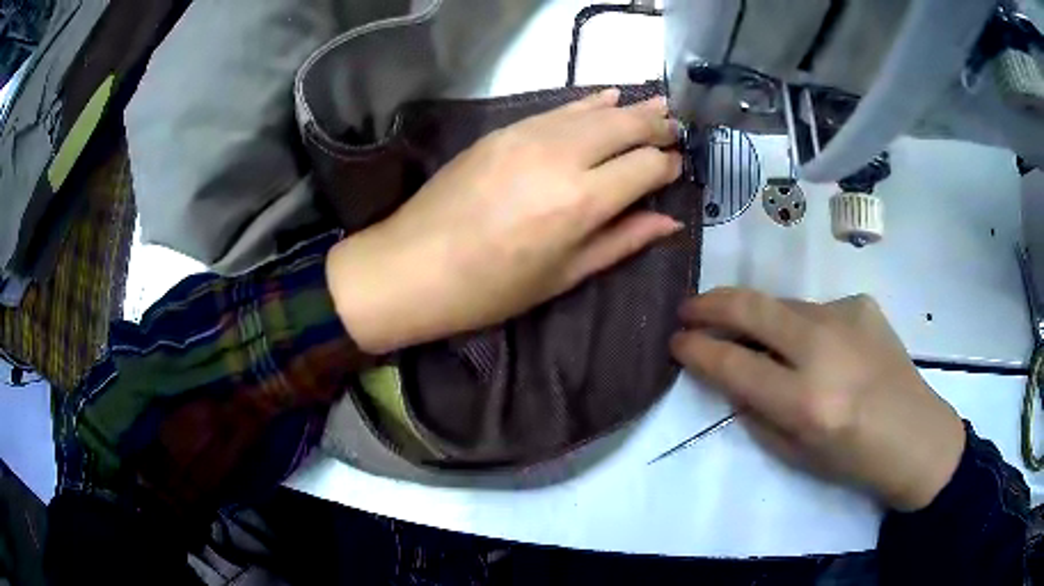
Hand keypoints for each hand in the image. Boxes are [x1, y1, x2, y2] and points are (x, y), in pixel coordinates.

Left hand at [327, 89, 682, 353]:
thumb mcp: (564, 275)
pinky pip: (558, 109)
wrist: (412, 266)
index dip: (668, 165)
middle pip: (625, 127)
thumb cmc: (491, 289)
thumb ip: (622, 241)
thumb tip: (669, 221)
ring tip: (656, 106)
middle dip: (656, 126)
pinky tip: (607, 98)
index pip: (645, 167)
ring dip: (629, 108)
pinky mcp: (503, 130)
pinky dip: (588, 103)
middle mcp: (561, 157)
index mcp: (581, 202)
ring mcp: (527, 136)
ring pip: (593, 110)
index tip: (677, 167)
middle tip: (675, 129)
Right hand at [670, 288, 965, 510]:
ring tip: (755, 335)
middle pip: (752, 308)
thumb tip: (728, 377)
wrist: (915, 435)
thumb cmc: (852, 460)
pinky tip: (822, 348)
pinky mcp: (862, 303)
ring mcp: (846, 317)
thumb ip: (755, 412)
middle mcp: (823, 348)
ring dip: (760, 318)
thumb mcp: (795, 453)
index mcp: (805, 400)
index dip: (697, 349)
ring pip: (783, 305)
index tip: (676, 341)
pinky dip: (805, 326)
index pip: (733, 363)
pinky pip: (817, 310)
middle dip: (710, 304)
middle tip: (689, 308)